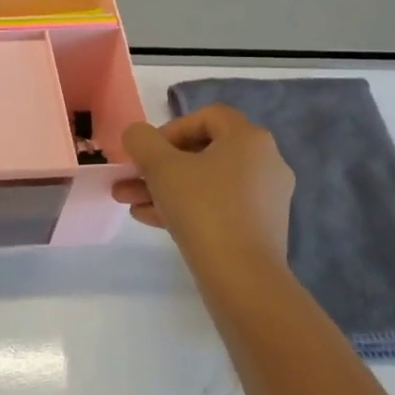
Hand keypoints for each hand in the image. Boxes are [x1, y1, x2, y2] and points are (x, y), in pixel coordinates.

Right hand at [112, 105, 294, 276]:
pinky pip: (217, 207)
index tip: (146, 151)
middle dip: (158, 166)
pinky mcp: (259, 228)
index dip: (170, 128)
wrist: (242, 277)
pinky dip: (186, 208)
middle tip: (129, 178)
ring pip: (206, 183)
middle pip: (203, 153)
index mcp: (249, 139)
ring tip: (128, 203)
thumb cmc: (203, 208)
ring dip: (165, 188)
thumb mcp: (161, 167)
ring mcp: (265, 198)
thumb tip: (137, 135)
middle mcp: (265, 162)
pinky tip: (150, 219)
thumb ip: (142, 141)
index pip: (207, 117)